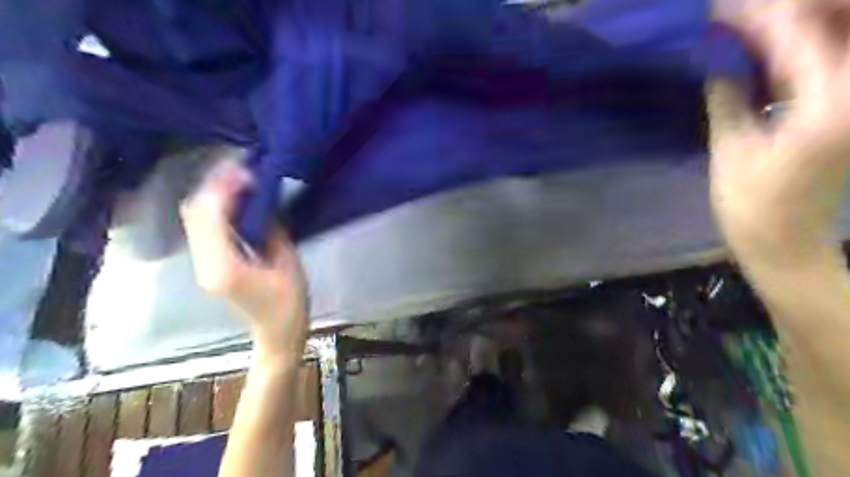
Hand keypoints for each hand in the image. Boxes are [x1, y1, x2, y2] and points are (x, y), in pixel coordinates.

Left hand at [181, 159, 310, 360]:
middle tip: (242, 167)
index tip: (247, 171)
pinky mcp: (208, 263)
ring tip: (238, 177)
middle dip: (214, 185)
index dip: (224, 189)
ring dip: (213, 194)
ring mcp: (202, 265)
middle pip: (194, 214)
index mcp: (226, 268)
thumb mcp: (288, 263)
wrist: (276, 333)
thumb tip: (259, 200)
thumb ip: (270, 230)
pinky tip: (234, 198)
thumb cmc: (290, 303)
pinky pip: (203, 228)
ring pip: (195, 219)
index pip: (211, 217)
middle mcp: (204, 264)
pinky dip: (215, 208)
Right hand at [712, 1, 849, 260]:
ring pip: (838, 37)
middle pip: (838, 21)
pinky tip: (767, 51)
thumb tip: (717, 57)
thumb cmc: (752, 206)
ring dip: (801, 23)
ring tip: (752, 26)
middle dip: (791, 9)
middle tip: (741, 12)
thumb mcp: (730, 151)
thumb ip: (728, 97)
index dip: (757, 16)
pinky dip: (804, 46)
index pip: (800, 34)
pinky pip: (834, 59)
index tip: (718, 10)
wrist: (787, 241)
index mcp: (831, 104)